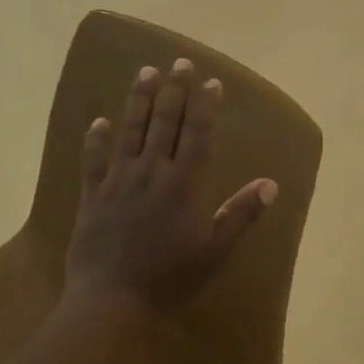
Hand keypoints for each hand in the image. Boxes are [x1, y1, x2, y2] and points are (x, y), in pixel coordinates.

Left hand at [64, 59, 276, 309]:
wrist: (111, 302)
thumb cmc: (170, 279)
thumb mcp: (215, 251)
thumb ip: (241, 214)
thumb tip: (271, 183)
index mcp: (184, 184)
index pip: (197, 134)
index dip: (204, 105)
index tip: (210, 80)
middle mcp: (151, 172)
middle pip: (164, 122)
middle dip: (174, 89)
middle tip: (179, 61)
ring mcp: (118, 180)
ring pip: (130, 130)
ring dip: (139, 100)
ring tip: (145, 72)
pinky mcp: (92, 194)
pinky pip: (94, 159)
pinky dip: (96, 138)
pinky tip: (98, 120)